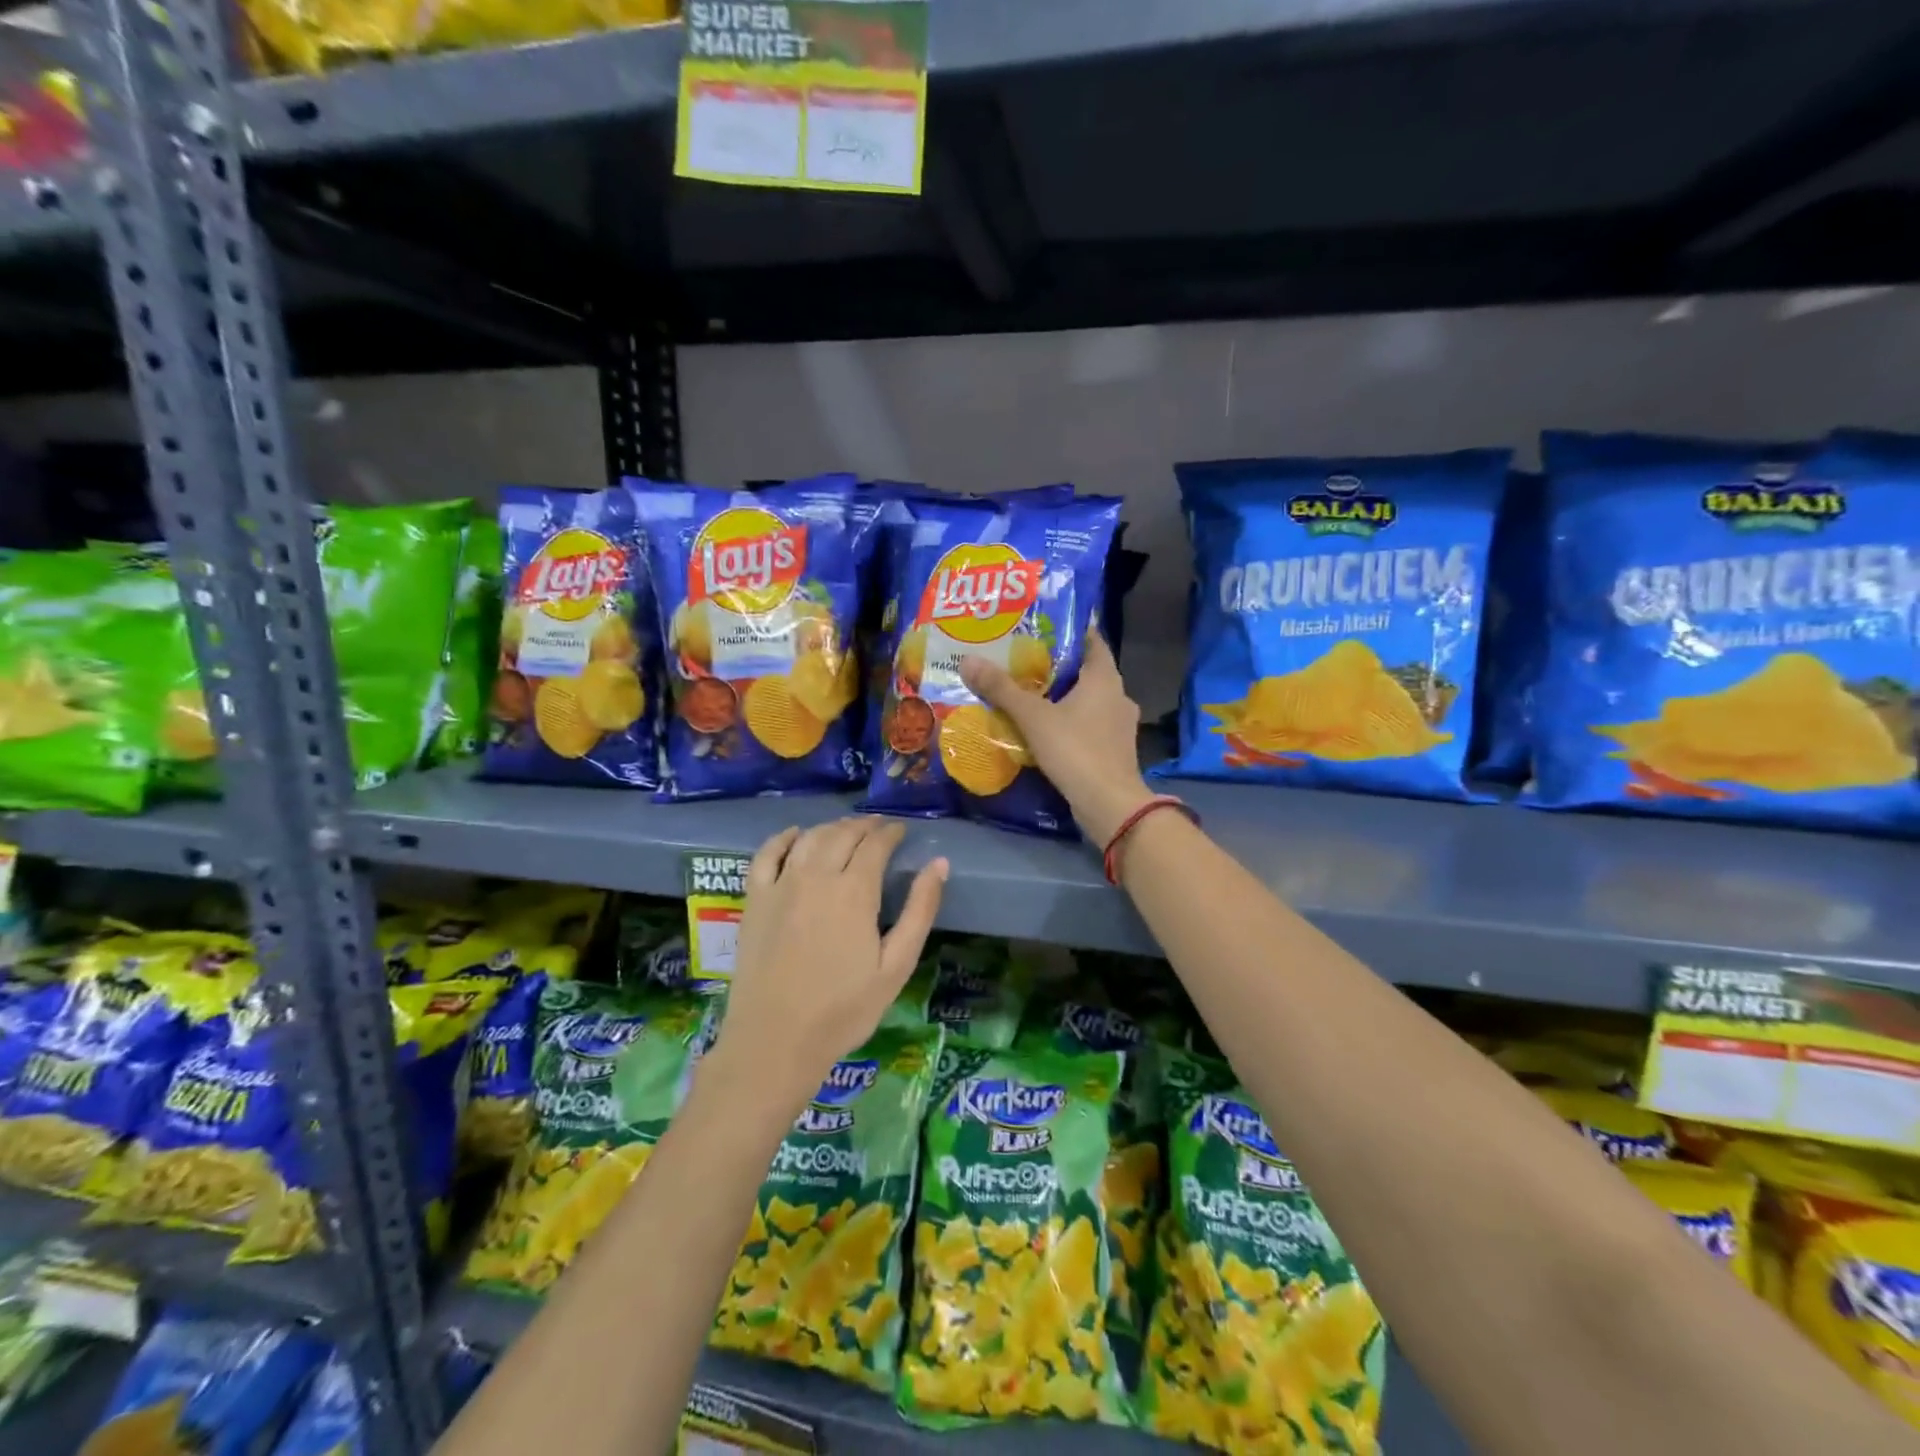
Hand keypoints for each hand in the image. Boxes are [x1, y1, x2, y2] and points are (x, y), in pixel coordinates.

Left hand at [714, 817, 946, 1113]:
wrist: (775, 1040)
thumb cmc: (843, 1010)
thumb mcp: (896, 966)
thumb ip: (920, 911)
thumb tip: (939, 864)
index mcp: (854, 892)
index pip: (875, 844)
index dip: (890, 832)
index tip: (901, 830)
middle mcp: (816, 877)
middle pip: (842, 834)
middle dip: (864, 825)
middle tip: (878, 827)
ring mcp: (780, 885)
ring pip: (809, 838)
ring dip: (831, 827)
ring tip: (846, 830)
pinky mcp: (754, 900)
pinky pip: (765, 854)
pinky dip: (783, 838)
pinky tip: (795, 835)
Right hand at [959, 629, 1153, 843]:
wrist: (1109, 804)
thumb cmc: (1075, 750)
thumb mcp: (1033, 717)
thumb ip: (1002, 689)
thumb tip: (968, 660)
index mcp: (1105, 679)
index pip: (1092, 640)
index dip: (1070, 630)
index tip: (1042, 626)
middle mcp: (1118, 696)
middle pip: (1088, 671)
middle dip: (1058, 666)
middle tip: (1024, 659)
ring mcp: (1120, 726)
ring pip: (1089, 700)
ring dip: (1064, 697)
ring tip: (1030, 694)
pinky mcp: (1114, 750)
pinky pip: (1089, 725)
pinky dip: (1070, 722)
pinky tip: (1046, 729)